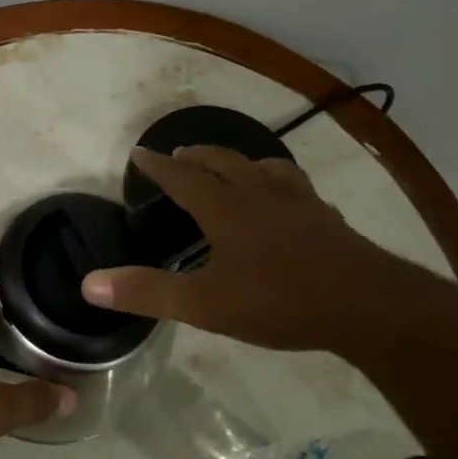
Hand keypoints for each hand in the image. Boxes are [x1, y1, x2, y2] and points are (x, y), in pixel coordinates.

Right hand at [82, 145, 442, 353]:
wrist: (368, 306)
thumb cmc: (280, 300)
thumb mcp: (205, 304)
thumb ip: (147, 292)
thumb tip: (89, 283)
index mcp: (226, 209)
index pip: (183, 177)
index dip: (159, 166)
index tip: (140, 152)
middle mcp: (261, 195)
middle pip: (224, 163)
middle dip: (198, 157)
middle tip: (180, 154)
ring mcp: (299, 204)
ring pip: (265, 168)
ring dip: (241, 162)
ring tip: (235, 166)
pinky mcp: (327, 220)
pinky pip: (298, 190)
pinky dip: (281, 185)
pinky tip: (290, 202)